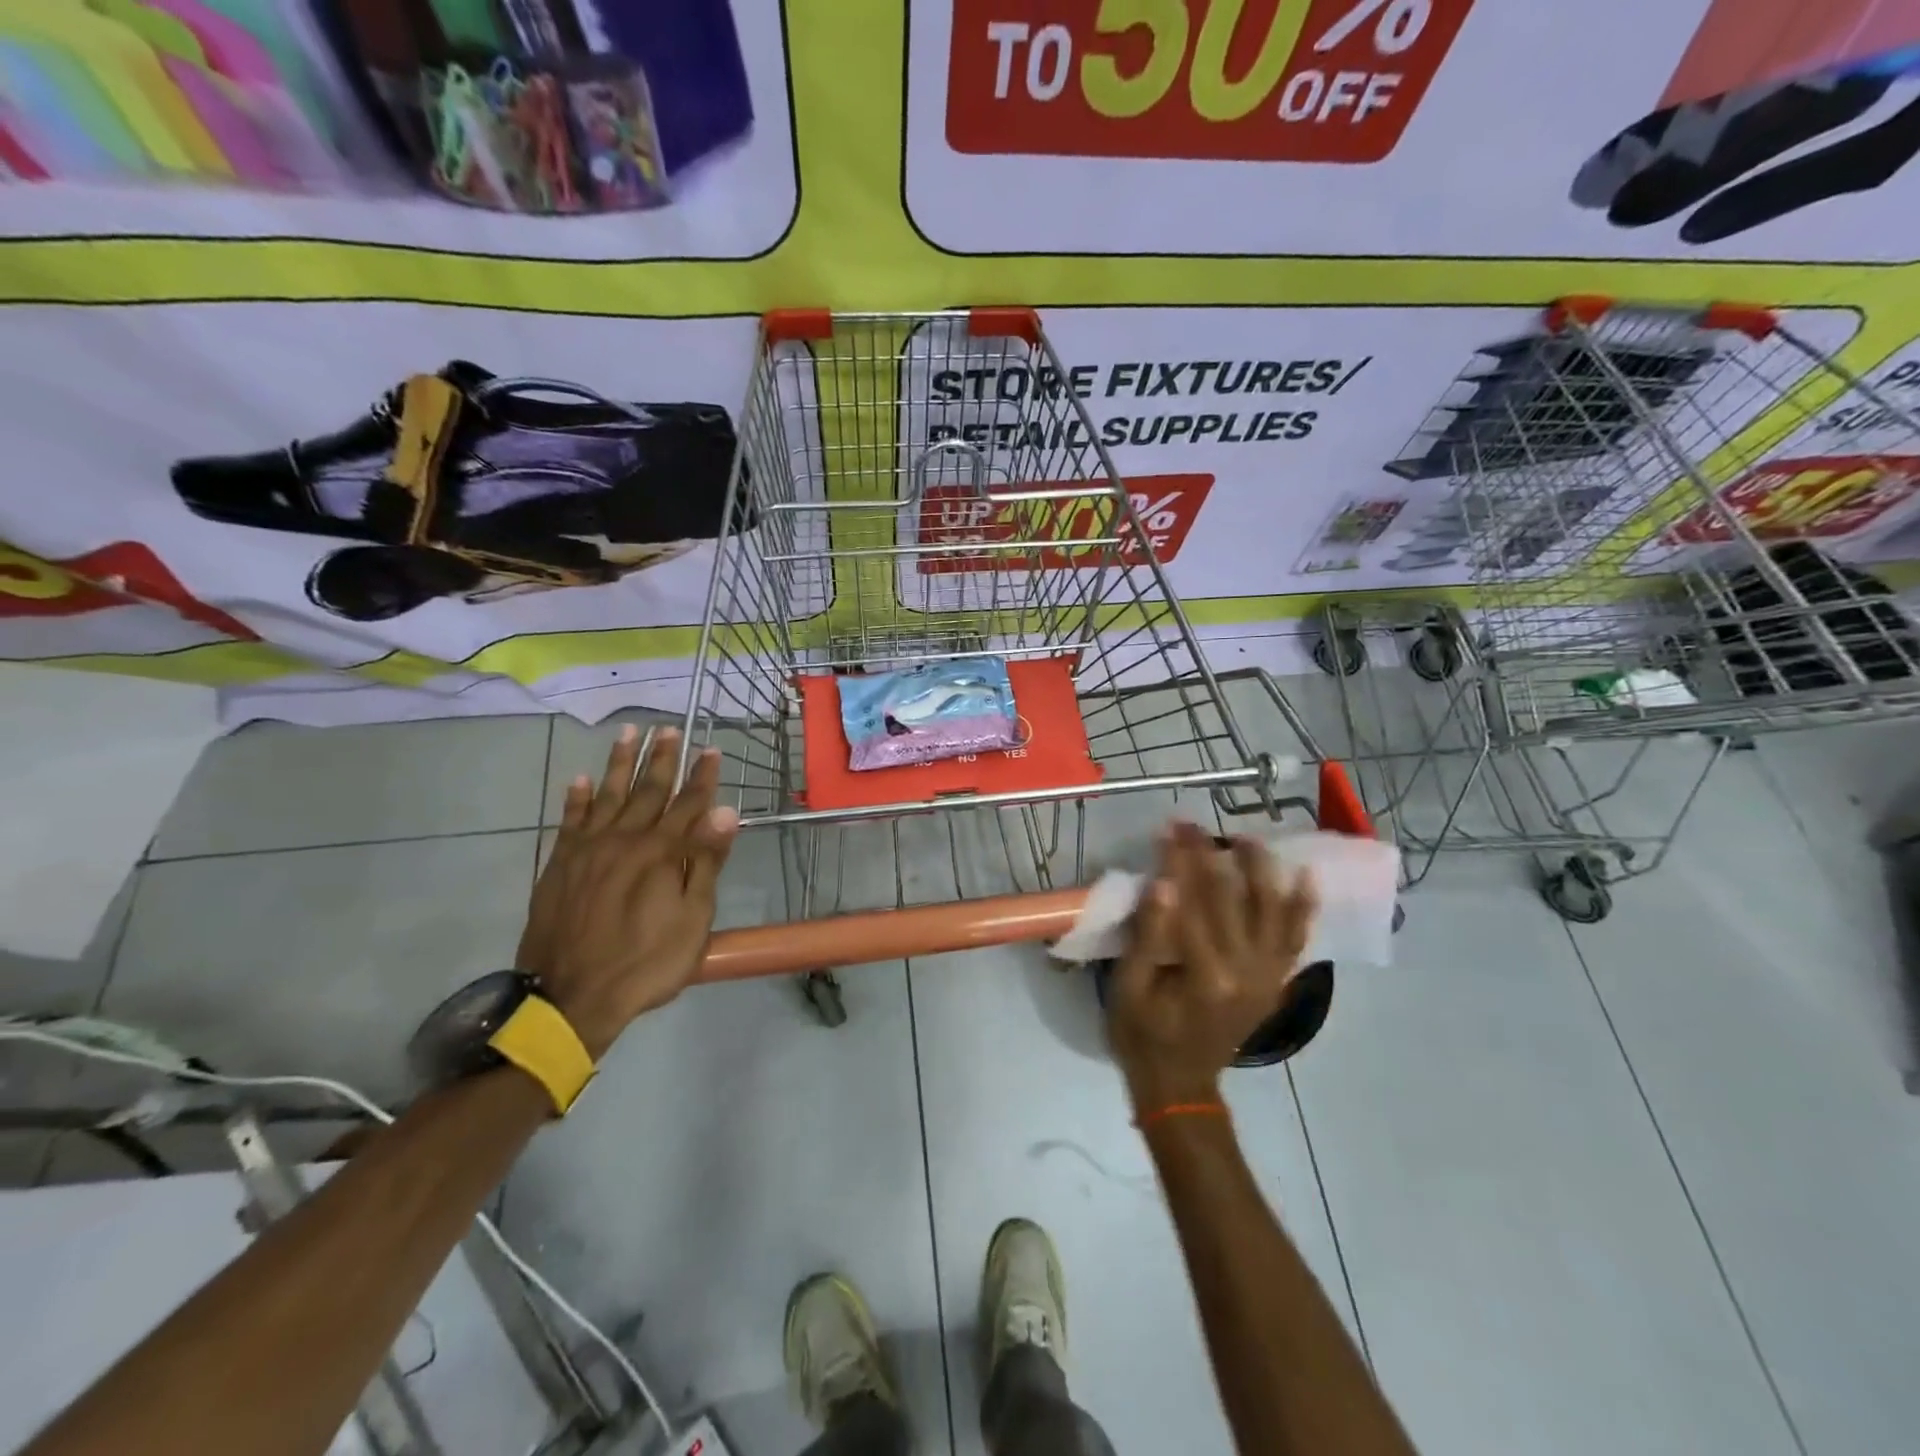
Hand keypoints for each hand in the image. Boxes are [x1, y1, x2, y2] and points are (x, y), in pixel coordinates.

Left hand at [516, 724, 738, 1058]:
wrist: (571, 998)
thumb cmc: (646, 963)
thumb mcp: (692, 920)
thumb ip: (705, 862)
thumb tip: (725, 812)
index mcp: (662, 853)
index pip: (689, 804)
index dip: (702, 776)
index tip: (711, 748)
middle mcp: (625, 839)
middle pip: (647, 790)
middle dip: (662, 758)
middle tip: (669, 728)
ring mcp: (588, 850)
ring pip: (606, 794)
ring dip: (618, 763)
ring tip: (627, 733)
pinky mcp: (560, 865)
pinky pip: (569, 821)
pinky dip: (575, 799)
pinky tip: (579, 779)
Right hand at [1107, 822, 1317, 1111]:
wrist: (1181, 1084)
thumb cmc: (1142, 1034)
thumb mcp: (1129, 987)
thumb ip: (1148, 936)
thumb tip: (1163, 884)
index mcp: (1206, 974)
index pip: (1193, 901)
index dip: (1179, 860)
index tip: (1169, 828)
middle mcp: (1247, 971)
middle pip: (1230, 898)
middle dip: (1210, 854)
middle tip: (1193, 825)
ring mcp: (1268, 977)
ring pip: (1273, 912)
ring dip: (1262, 870)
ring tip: (1247, 839)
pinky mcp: (1275, 982)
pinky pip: (1295, 939)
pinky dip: (1302, 908)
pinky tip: (1305, 878)